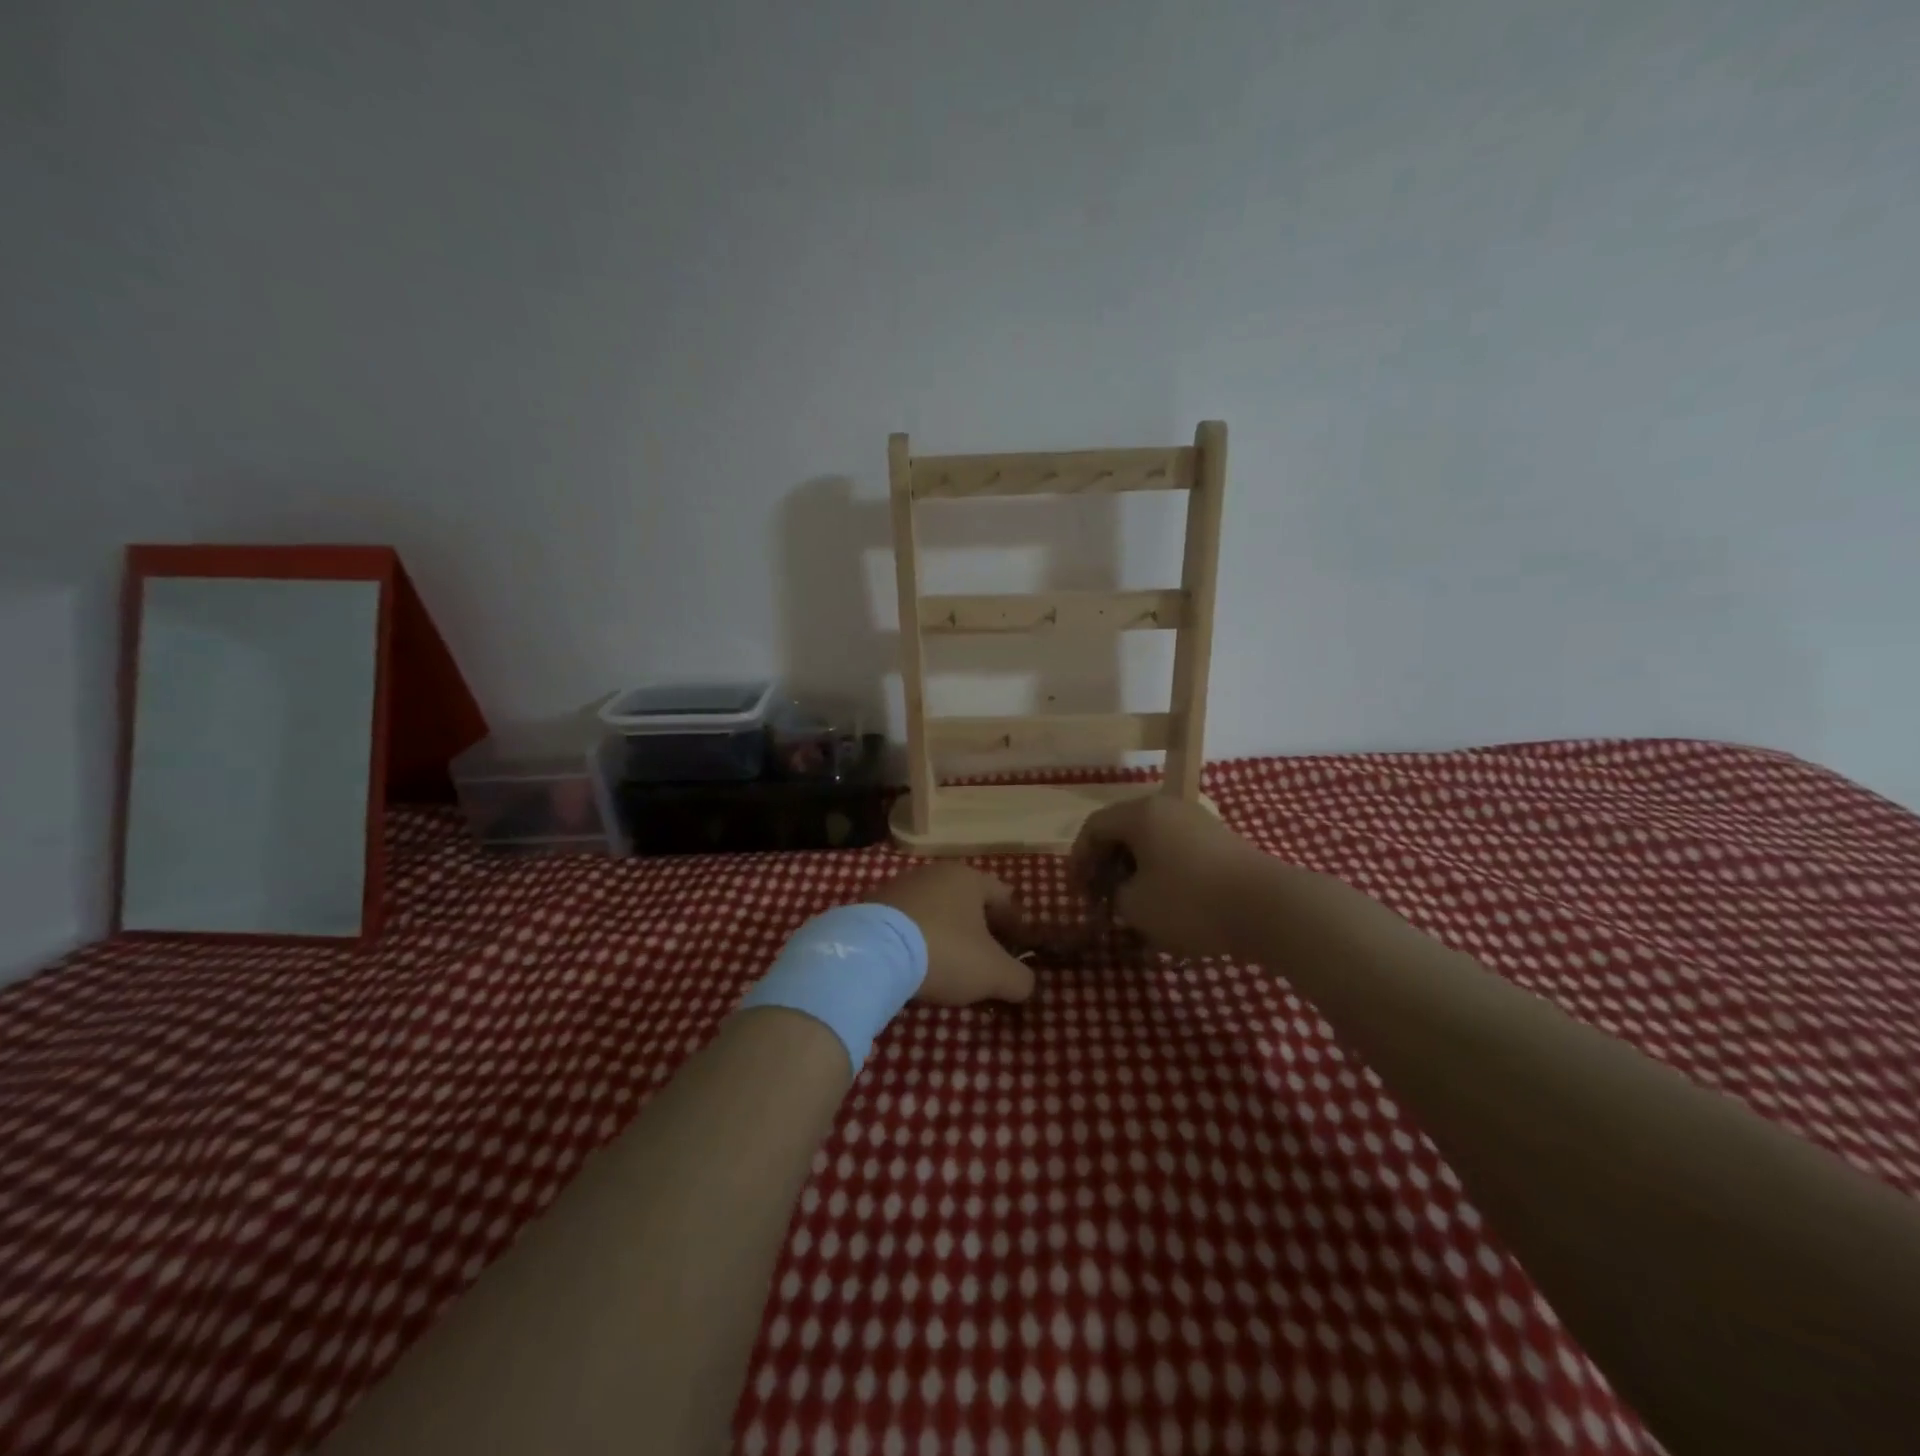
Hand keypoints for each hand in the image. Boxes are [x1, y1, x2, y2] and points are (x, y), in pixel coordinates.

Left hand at [866, 865, 1037, 1005]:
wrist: (870, 954)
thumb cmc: (944, 953)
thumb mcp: (993, 973)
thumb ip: (1020, 979)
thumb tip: (1026, 984)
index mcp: (968, 878)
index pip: (1004, 896)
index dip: (1015, 924)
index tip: (1017, 951)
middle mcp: (934, 873)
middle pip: (967, 903)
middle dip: (979, 931)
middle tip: (985, 963)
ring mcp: (899, 887)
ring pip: (935, 912)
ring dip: (946, 936)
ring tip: (948, 969)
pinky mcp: (871, 908)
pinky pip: (906, 924)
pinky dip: (916, 942)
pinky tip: (914, 967)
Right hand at [1069, 793, 1272, 957]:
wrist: (1269, 908)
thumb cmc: (1190, 902)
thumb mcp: (1136, 906)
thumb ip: (1116, 894)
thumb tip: (1124, 890)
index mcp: (1141, 813)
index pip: (1094, 827)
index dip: (1078, 859)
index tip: (1077, 893)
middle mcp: (1168, 807)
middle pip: (1123, 830)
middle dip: (1106, 865)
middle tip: (1101, 899)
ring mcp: (1197, 821)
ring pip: (1150, 840)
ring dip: (1134, 870)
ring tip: (1132, 904)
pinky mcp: (1220, 841)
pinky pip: (1176, 850)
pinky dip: (1161, 871)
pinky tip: (1165, 902)